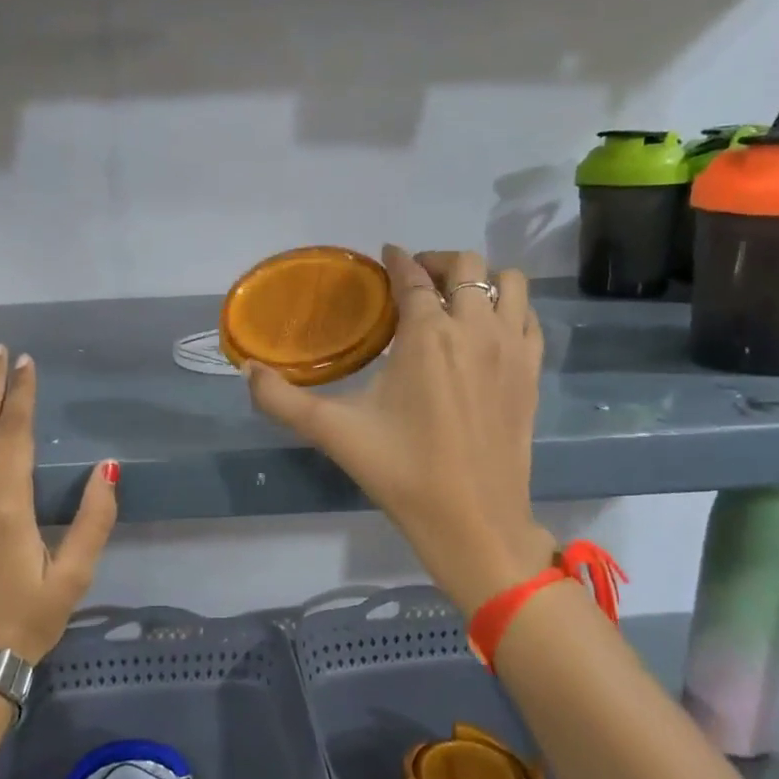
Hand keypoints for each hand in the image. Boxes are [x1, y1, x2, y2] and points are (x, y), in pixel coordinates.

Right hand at [246, 245, 554, 613]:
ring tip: (457, 298)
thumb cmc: (402, 471)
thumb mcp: (333, 433)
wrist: (472, 521)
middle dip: (439, 262)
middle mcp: (474, 328)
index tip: (386, 257)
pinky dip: (511, 309)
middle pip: (467, 265)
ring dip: (482, 279)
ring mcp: (511, 349)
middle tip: (416, 280)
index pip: (413, 277)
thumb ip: (282, 399)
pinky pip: (530, 317)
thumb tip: (247, 370)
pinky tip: (489, 330)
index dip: (397, 260)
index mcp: (427, 335)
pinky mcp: (532, 372)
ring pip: (510, 282)